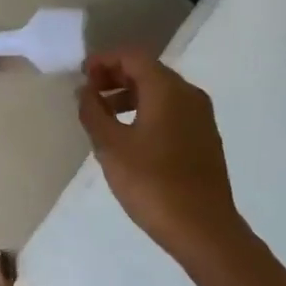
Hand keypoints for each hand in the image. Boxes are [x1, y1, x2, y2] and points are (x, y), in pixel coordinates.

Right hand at [76, 48, 246, 269]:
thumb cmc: (153, 184)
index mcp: (167, 89)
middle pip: (148, 70)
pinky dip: (147, 110)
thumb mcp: (111, 147)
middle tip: (88, 93)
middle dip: (115, 76)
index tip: (80, 76)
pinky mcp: (204, 137)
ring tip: (103, 116)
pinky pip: (172, 110)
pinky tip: (130, 135)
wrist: (205, 230)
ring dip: (130, 95)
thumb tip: (84, 91)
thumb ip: (93, 112)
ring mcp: (201, 116)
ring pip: (160, 91)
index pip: (132, 56)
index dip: (104, 60)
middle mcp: (188, 94)